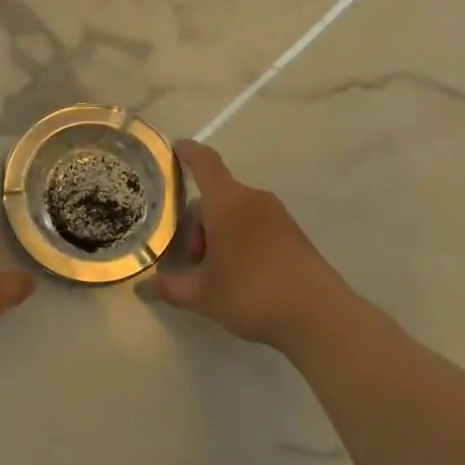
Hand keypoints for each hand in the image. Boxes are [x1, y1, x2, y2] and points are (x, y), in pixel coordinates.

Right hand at [144, 139, 358, 351]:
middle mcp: (253, 200)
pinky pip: (256, 226)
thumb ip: (169, 287)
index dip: (188, 152)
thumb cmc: (250, 293)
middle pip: (217, 196)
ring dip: (219, 233)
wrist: (318, 316)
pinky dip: (241, 240)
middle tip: (191, 258)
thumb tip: (145, 287)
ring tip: (215, 272)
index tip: (175, 148)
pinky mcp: (294, 235)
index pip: (205, 163)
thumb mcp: (201, 295)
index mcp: (227, 202)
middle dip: (198, 221)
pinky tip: (240, 276)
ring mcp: (278, 216)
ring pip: (236, 212)